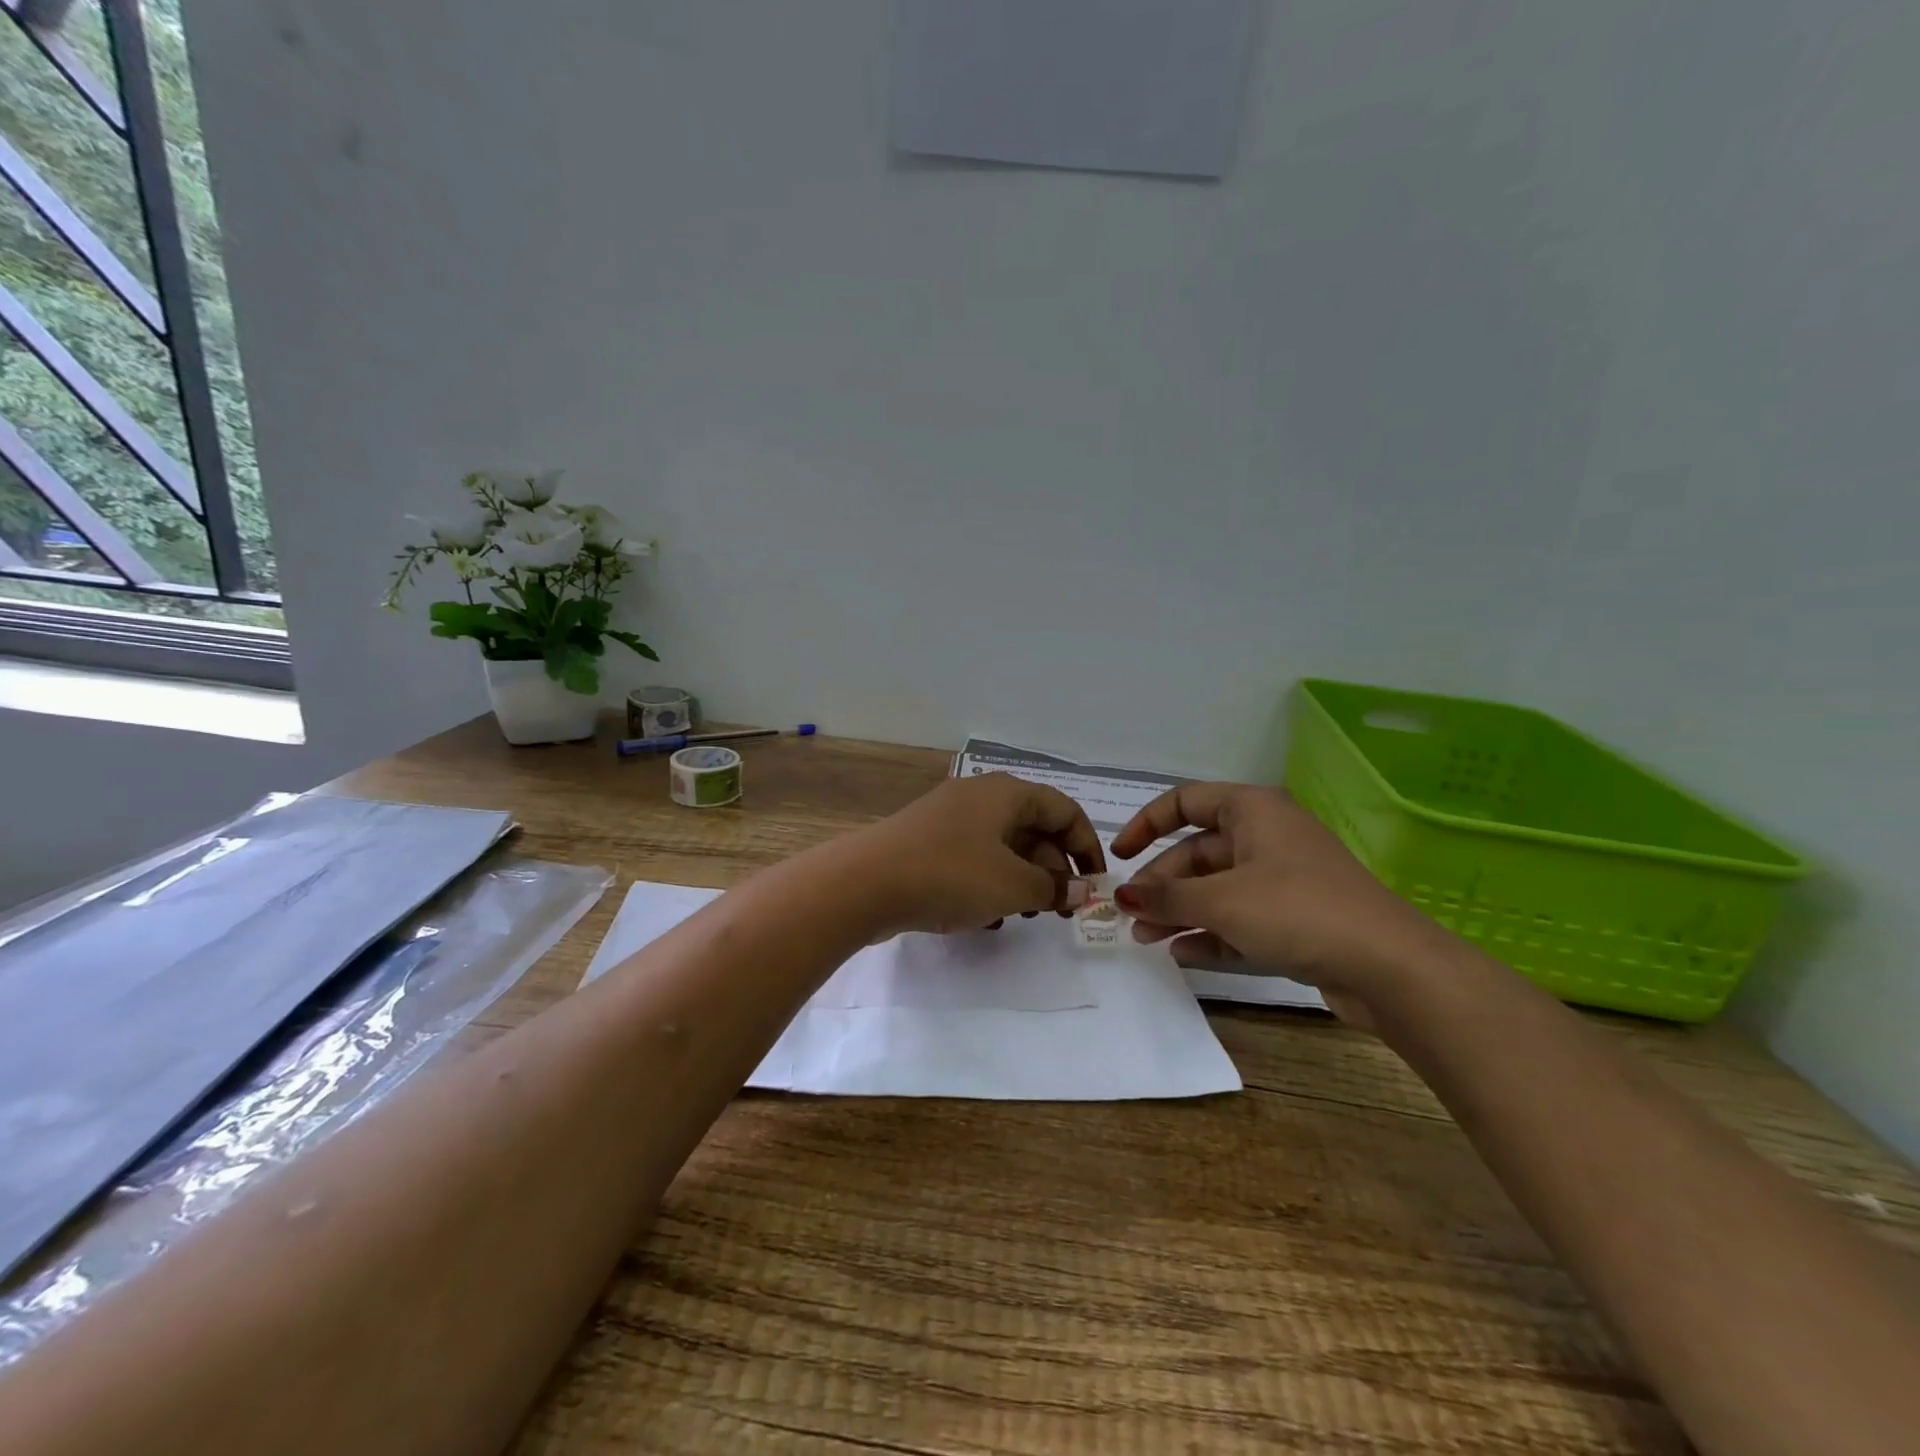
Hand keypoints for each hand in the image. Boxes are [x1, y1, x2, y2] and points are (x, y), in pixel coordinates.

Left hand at [850, 773, 1105, 936]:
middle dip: (1052, 869)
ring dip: (1021, 880)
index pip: (1064, 810)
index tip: (1094, 885)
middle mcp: (979, 797)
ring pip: (1002, 846)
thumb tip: (1081, 889)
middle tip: (1059, 909)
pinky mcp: (926, 843)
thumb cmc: (950, 875)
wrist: (864, 883)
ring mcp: (948, 818)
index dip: (1087, 846)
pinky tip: (985, 918)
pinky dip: (988, 883)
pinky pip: (972, 859)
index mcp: (1006, 793)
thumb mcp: (1012, 885)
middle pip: (1033, 827)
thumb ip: (1053, 888)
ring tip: (1023, 915)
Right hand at [1109, 783, 1444, 1026]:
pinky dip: (1211, 933)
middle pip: (1198, 852)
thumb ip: (1167, 897)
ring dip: (1180, 912)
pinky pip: (1240, 918)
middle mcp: (1266, 836)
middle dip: (1161, 884)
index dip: (1146, 824)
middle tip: (1131, 916)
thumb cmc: (1297, 911)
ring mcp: (1283, 879)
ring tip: (1147, 940)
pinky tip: (1183, 955)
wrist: (1390, 967)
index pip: (1185, 802)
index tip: (1119, 857)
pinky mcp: (1295, 918)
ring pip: (1217, 888)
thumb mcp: (1221, 901)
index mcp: (1252, 811)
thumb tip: (1123, 897)